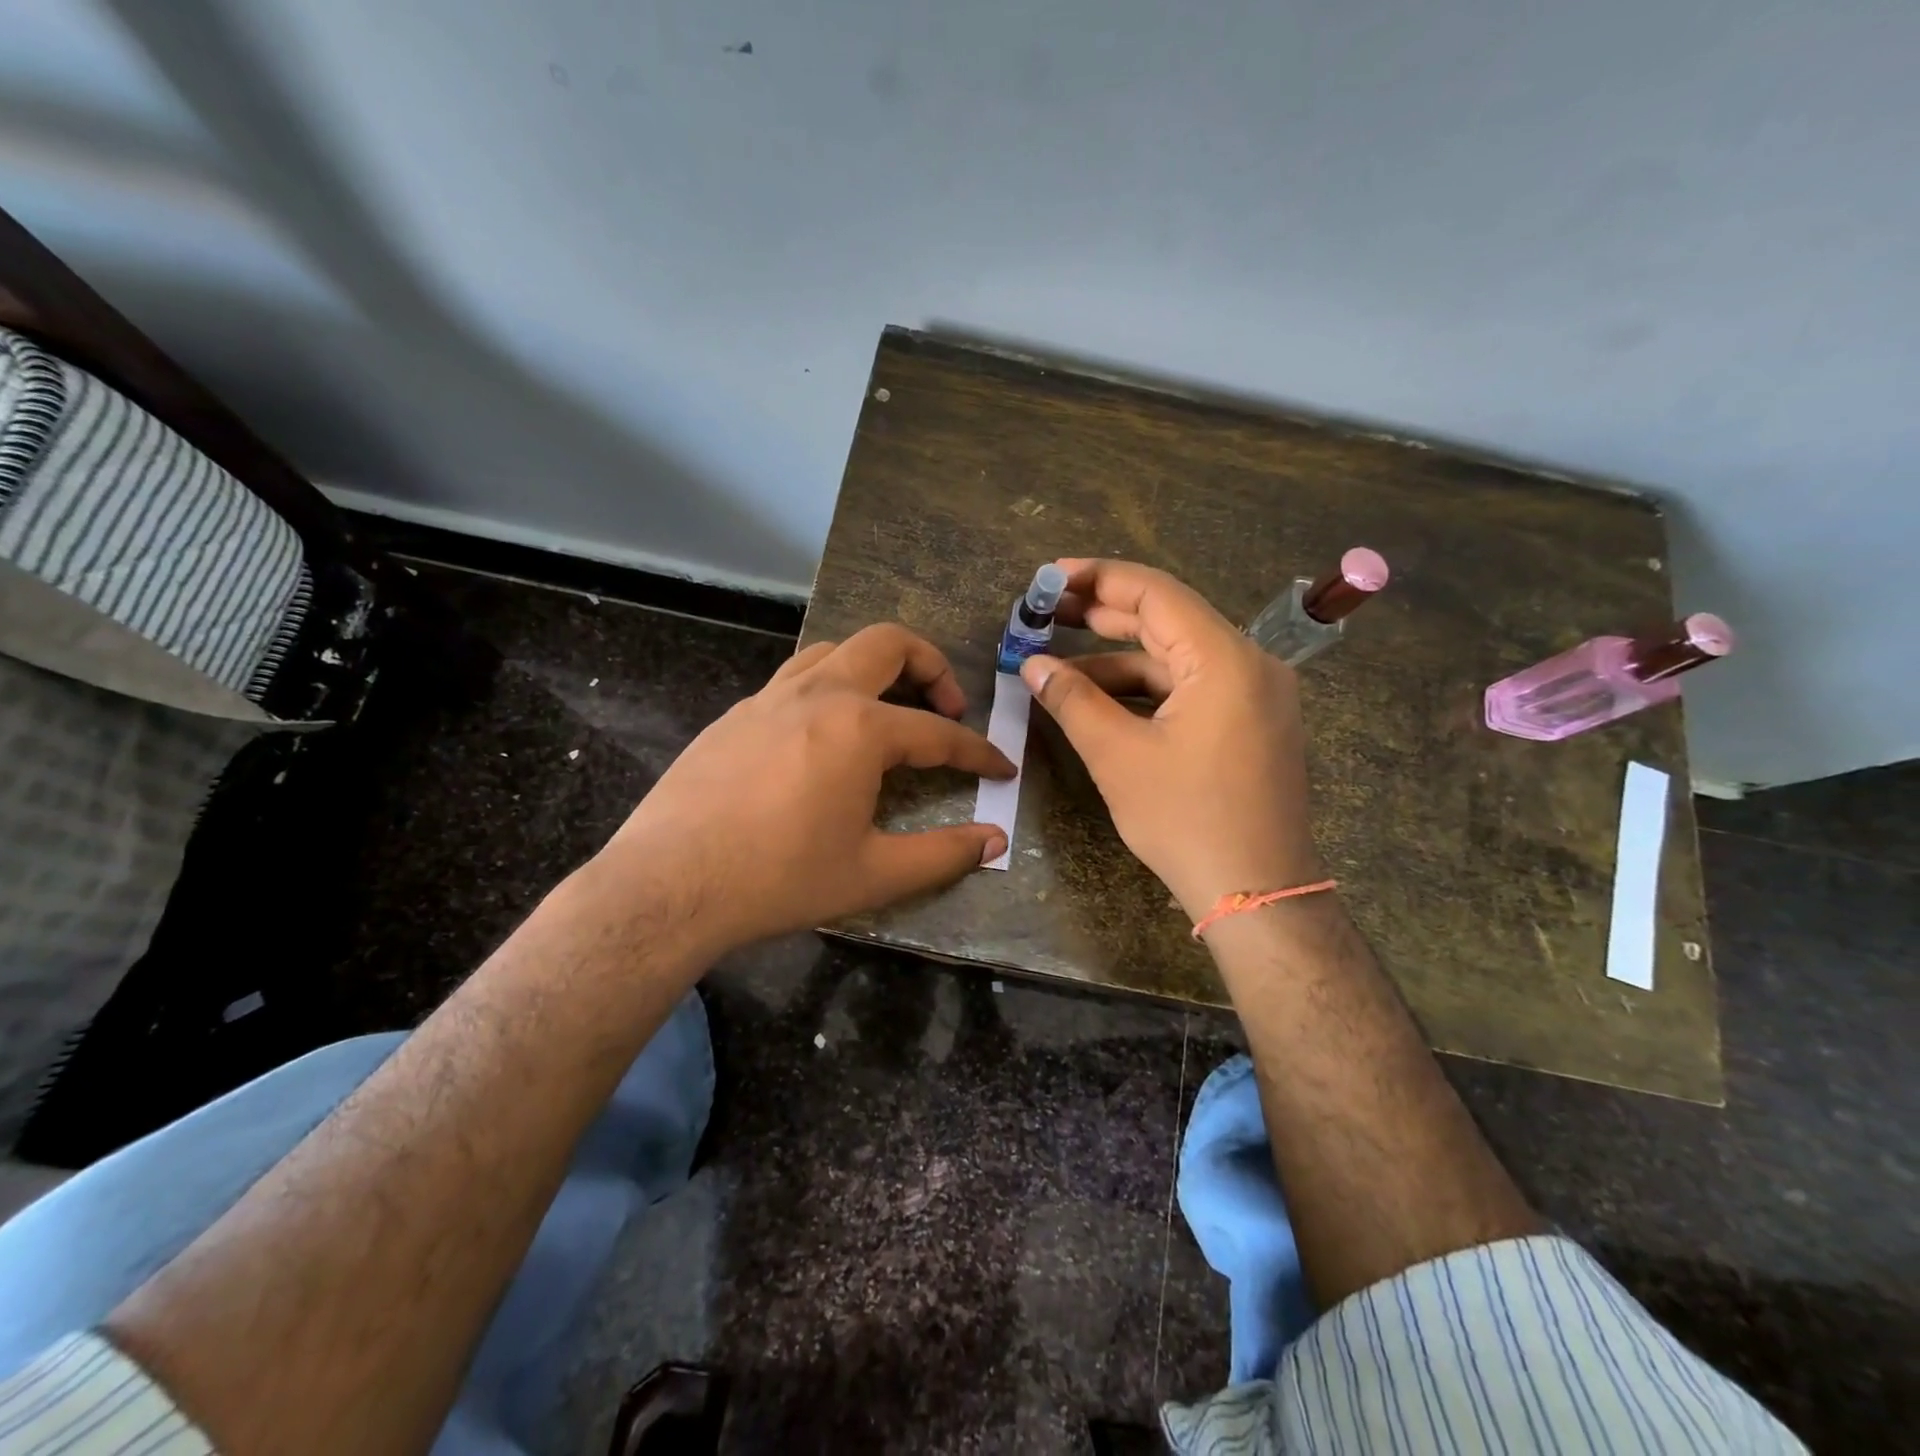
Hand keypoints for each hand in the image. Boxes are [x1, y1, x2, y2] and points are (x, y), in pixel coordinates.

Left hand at [603, 624, 1013, 954]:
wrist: (667, 885)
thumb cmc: (778, 880)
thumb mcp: (872, 875)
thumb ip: (943, 854)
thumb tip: (995, 840)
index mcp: (859, 729)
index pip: (938, 732)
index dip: (978, 751)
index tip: (1002, 767)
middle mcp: (818, 695)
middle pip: (888, 644)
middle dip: (932, 665)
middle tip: (948, 706)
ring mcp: (770, 698)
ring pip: (836, 650)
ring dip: (875, 667)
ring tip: (889, 709)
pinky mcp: (737, 714)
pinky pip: (795, 679)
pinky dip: (829, 688)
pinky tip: (824, 736)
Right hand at [1019, 559, 1323, 919]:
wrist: (1257, 895)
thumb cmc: (1186, 820)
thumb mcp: (1118, 756)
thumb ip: (1073, 699)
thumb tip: (1032, 665)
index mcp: (1225, 658)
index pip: (1155, 593)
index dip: (1098, 579)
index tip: (1050, 577)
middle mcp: (1249, 664)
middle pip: (1167, 620)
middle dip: (1103, 616)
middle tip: (1047, 613)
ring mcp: (1255, 696)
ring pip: (1176, 659)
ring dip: (1118, 660)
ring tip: (1059, 666)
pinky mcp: (1250, 724)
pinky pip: (1191, 689)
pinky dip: (1146, 691)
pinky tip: (1102, 699)